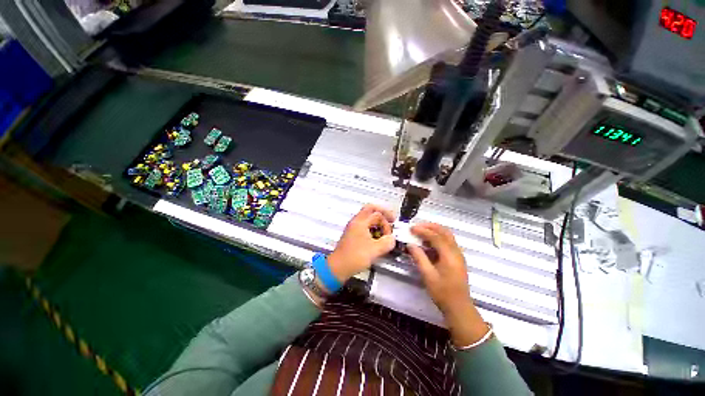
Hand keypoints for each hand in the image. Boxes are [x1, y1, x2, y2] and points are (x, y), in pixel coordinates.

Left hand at [327, 204, 395, 283]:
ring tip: (384, 231)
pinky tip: (376, 237)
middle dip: (382, 213)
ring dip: (377, 221)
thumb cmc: (355, 257)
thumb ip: (387, 242)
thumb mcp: (375, 250)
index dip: (386, 224)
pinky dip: (372, 227)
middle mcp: (356, 221)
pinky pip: (364, 225)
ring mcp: (353, 227)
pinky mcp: (352, 234)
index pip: (378, 214)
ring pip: (367, 217)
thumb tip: (392, 239)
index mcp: (360, 222)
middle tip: (391, 220)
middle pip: (370, 209)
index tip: (389, 235)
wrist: (338, 267)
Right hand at [407, 223, 469, 314]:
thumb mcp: (428, 275)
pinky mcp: (457, 259)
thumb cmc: (442, 292)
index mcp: (449, 255)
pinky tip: (428, 243)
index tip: (411, 228)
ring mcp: (458, 255)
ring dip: (435, 231)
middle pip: (445, 232)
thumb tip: (410, 245)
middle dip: (430, 226)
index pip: (436, 236)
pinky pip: (448, 242)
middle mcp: (456, 252)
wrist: (459, 307)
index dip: (423, 230)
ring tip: (421, 232)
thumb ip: (419, 257)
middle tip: (417, 226)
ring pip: (447, 236)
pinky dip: (438, 238)